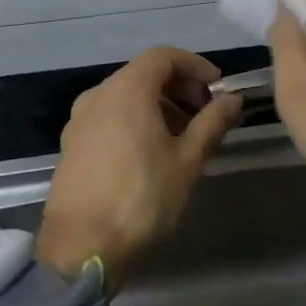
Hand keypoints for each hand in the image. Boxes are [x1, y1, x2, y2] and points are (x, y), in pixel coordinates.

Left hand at [37, 46, 242, 288]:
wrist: (81, 249)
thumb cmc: (142, 199)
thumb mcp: (187, 161)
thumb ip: (212, 123)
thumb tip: (233, 100)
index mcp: (126, 90)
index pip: (163, 57)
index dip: (195, 66)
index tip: (218, 88)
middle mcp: (98, 96)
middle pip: (143, 74)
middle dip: (179, 87)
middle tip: (206, 113)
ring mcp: (79, 121)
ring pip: (125, 97)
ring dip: (158, 106)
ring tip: (184, 137)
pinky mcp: (71, 145)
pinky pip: (109, 117)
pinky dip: (135, 120)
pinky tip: (152, 153)